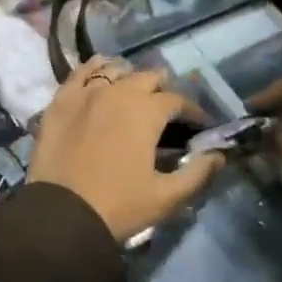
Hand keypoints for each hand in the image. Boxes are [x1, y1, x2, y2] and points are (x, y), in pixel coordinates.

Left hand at [29, 58, 225, 243]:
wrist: (61, 213)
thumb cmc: (118, 205)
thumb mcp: (166, 197)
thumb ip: (197, 174)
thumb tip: (219, 155)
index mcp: (146, 111)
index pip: (177, 100)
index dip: (191, 110)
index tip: (198, 124)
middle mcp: (118, 91)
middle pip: (147, 78)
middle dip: (162, 89)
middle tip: (166, 108)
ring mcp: (87, 91)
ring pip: (114, 69)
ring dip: (130, 76)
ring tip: (134, 90)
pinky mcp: (61, 99)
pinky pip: (81, 72)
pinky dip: (95, 68)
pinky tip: (100, 71)